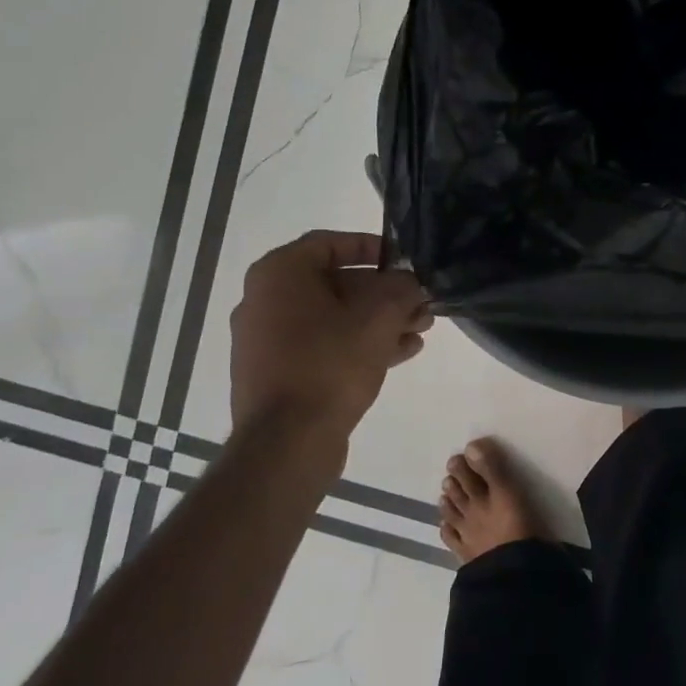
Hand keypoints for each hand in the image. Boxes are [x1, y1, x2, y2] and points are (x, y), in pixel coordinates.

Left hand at [229, 231, 431, 438]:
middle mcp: (265, 301)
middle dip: (384, 293)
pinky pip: (323, 346)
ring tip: (420, 329)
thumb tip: (409, 283)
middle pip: (335, 284)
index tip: (402, 261)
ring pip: (333, 318)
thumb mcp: (379, 318)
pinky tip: (401, 353)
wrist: (287, 442)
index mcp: (279, 275)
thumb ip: (401, 289)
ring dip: (379, 321)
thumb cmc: (330, 364)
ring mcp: (267, 340)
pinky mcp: (277, 373)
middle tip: (420, 303)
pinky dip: (358, 344)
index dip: (372, 247)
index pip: (329, 243)